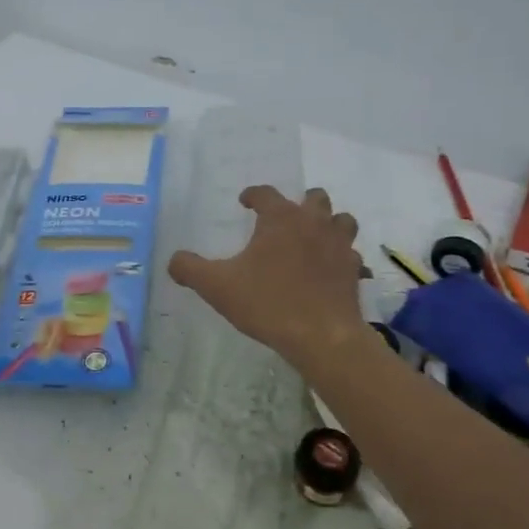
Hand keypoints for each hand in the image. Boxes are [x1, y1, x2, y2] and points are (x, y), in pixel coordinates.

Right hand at [168, 186, 365, 372]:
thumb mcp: (216, 286)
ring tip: (315, 237)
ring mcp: (339, 246)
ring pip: (342, 220)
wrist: (321, 336)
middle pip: (314, 197)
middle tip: (286, 217)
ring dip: (329, 223)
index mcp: (281, 219)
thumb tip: (174, 260)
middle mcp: (314, 223)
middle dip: (301, 202)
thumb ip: (190, 268)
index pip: (266, 193)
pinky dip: (342, 258)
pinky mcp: (354, 271)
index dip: (253, 194)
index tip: (244, 202)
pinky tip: (332, 271)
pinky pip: (352, 256)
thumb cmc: (267, 303)